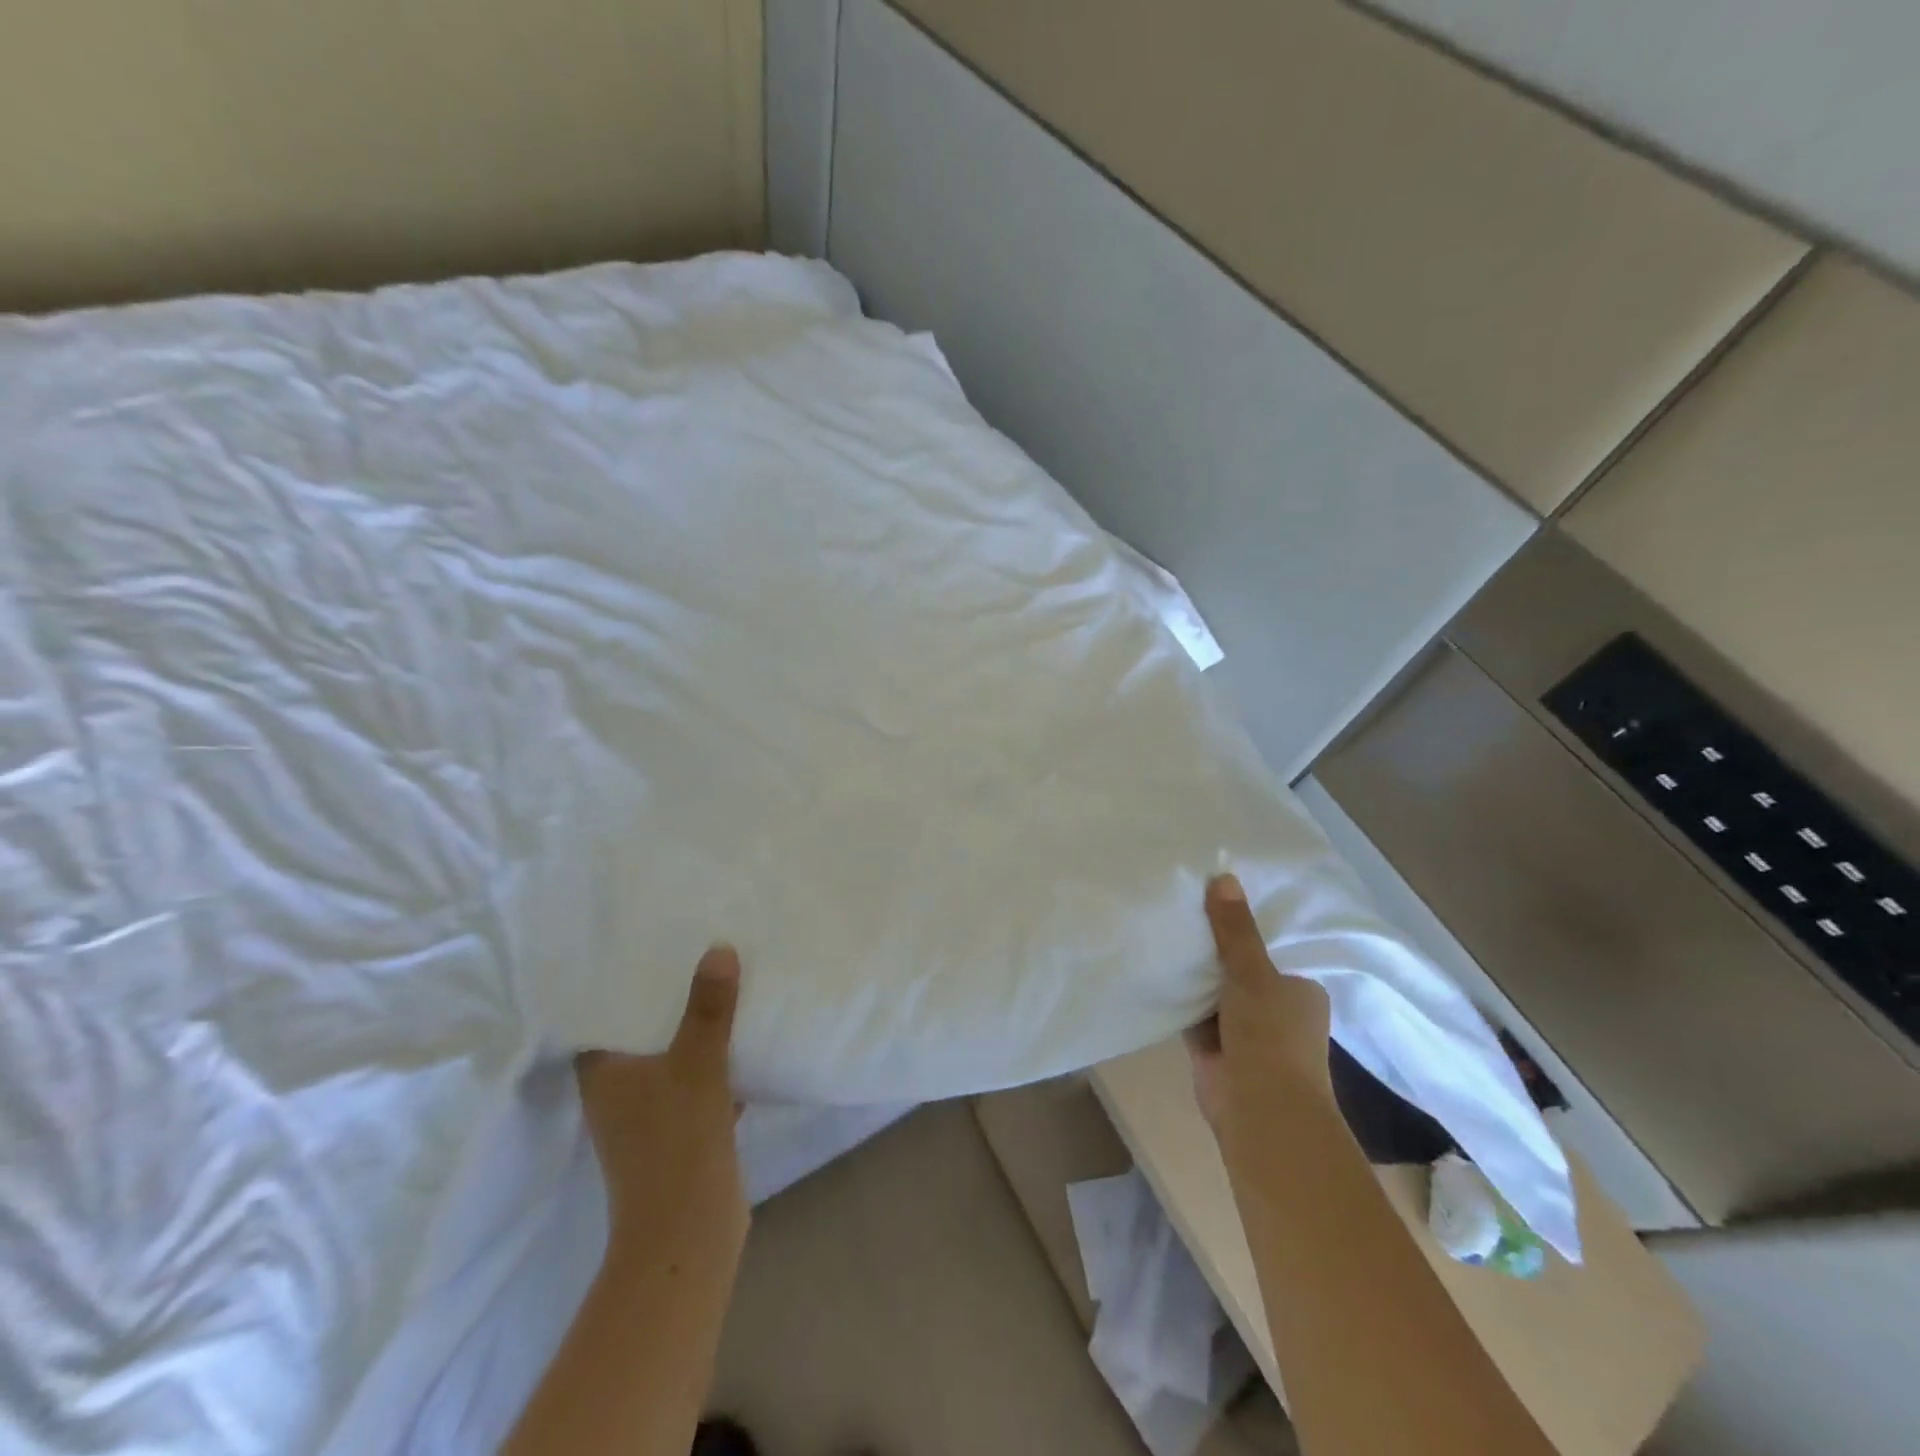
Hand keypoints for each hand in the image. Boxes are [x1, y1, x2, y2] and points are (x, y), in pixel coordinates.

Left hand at [575, 944, 745, 1240]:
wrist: (690, 1232)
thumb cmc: (676, 1142)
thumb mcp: (697, 1064)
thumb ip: (708, 1008)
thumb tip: (719, 949)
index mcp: (603, 1074)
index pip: (601, 1017)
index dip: (619, 984)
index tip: (646, 949)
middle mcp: (618, 1093)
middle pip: (640, 1034)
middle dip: (667, 1001)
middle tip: (693, 954)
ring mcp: (648, 1116)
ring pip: (671, 1058)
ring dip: (693, 1031)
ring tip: (722, 985)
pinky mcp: (680, 1132)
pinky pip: (696, 1082)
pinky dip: (715, 1063)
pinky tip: (744, 1040)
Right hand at [1185, 873, 1332, 1130]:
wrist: (1261, 1110)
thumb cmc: (1271, 1036)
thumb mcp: (1253, 973)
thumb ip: (1235, 930)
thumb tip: (1223, 876)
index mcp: (1299, 991)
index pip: (1270, 949)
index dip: (1244, 927)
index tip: (1214, 898)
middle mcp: (1275, 1010)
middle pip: (1239, 970)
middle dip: (1214, 950)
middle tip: (1180, 907)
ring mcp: (1244, 1032)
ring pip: (1214, 992)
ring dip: (1194, 975)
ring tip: (1163, 928)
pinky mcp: (1214, 1050)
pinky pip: (1193, 1014)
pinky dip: (1179, 998)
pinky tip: (1155, 968)